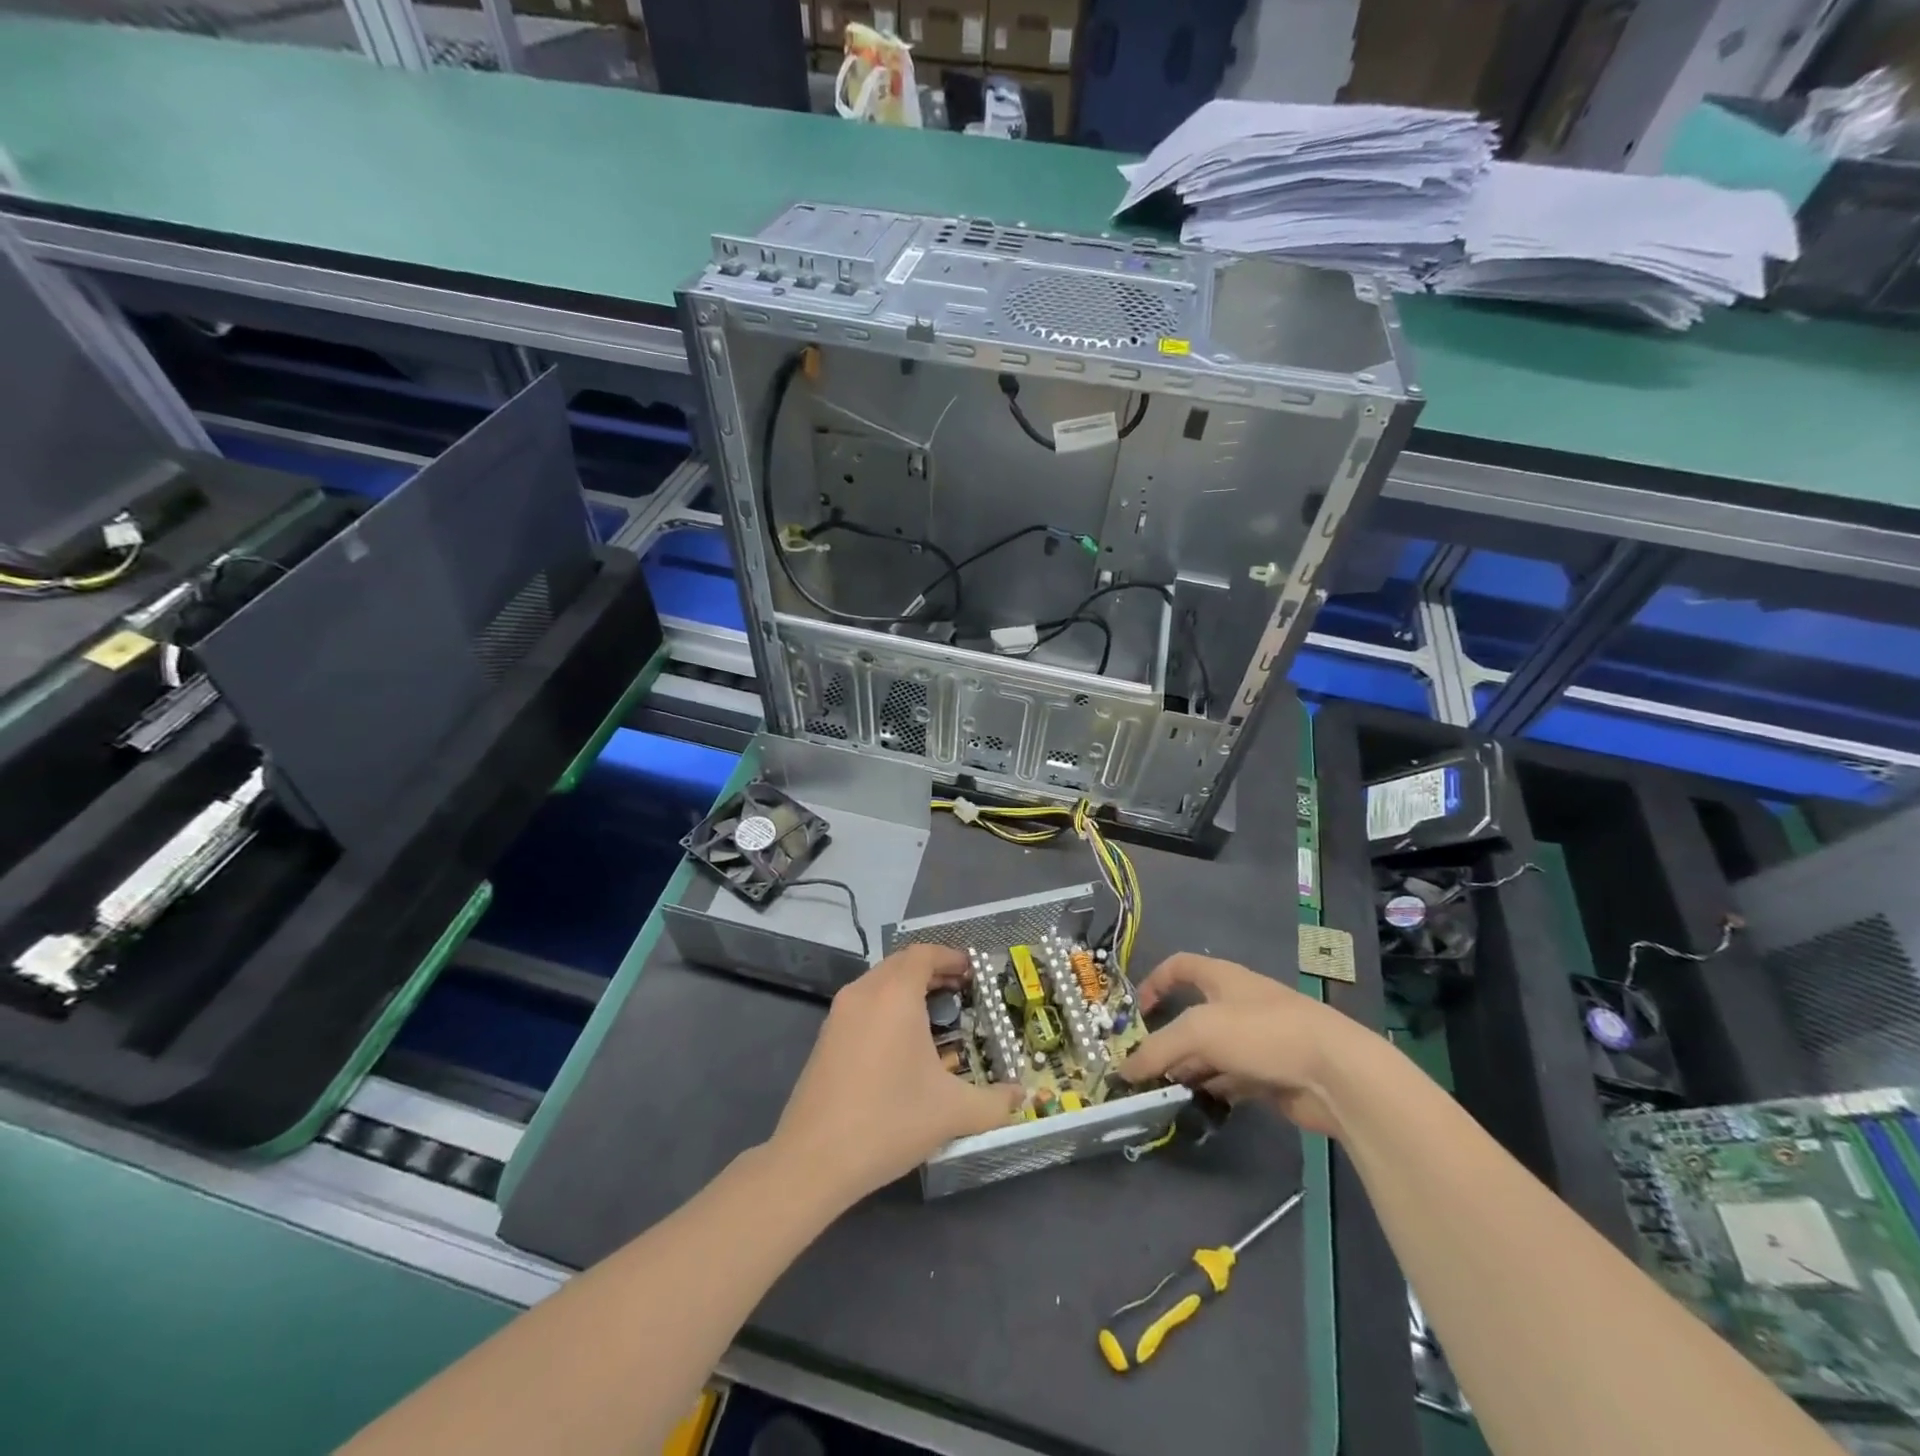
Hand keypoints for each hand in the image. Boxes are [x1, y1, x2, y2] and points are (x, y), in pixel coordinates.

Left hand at [769, 944, 1022, 1204]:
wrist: (813, 1159)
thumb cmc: (889, 1121)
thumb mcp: (952, 1112)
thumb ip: (994, 1102)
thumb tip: (1022, 1098)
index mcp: (894, 994)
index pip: (924, 954)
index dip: (951, 957)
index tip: (974, 972)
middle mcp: (864, 993)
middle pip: (901, 963)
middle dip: (932, 971)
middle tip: (962, 990)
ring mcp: (839, 1014)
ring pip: (879, 982)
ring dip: (907, 988)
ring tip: (935, 1014)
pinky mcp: (825, 1037)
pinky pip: (863, 1004)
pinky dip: (886, 1006)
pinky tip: (902, 1042)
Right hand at [1117, 953, 1376, 1136]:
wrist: (1335, 1073)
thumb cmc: (1262, 1033)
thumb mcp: (1199, 1032)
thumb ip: (1158, 1050)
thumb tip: (1124, 1071)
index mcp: (1222, 979)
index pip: (1180, 966)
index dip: (1154, 981)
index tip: (1135, 1012)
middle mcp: (1237, 1005)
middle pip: (1191, 1016)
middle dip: (1166, 1040)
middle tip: (1141, 1067)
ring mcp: (1255, 1042)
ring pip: (1209, 1053)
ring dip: (1186, 1070)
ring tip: (1160, 1094)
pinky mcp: (1270, 1076)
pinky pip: (1230, 1081)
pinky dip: (1211, 1091)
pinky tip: (1194, 1108)